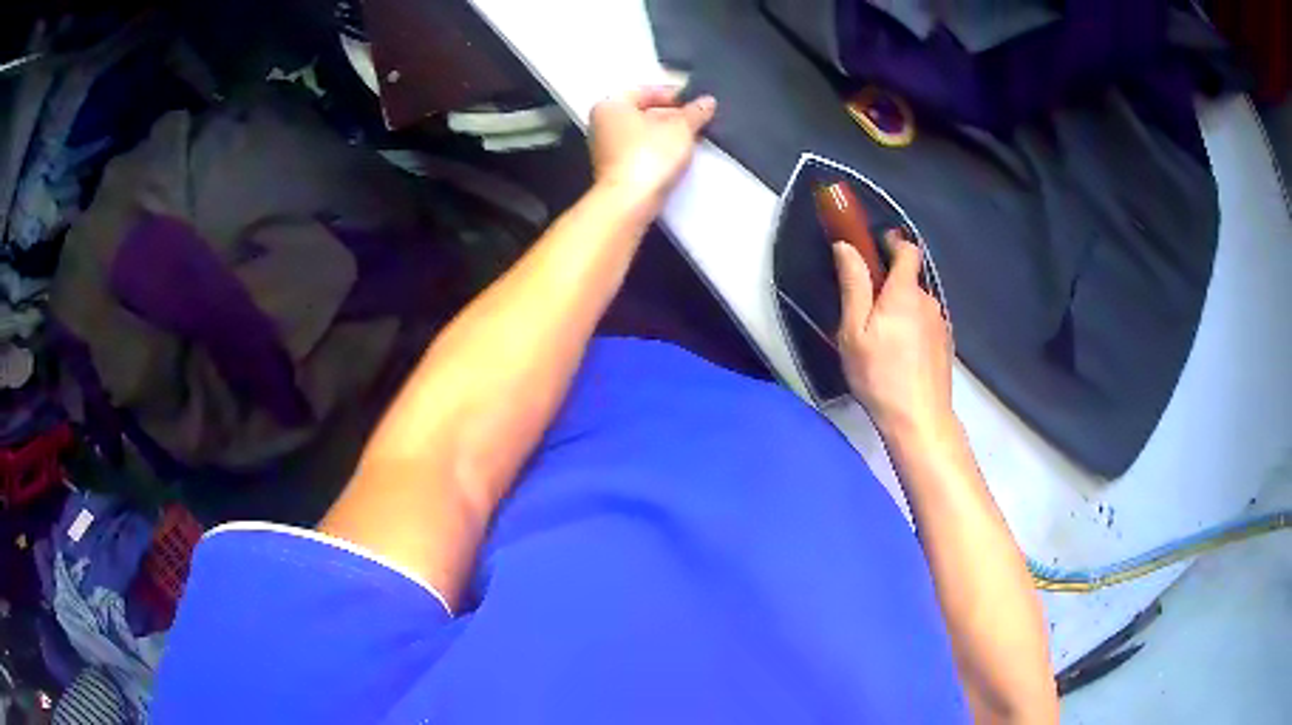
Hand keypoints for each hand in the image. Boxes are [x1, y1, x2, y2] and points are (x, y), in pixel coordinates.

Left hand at [588, 86, 715, 215]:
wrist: (629, 201)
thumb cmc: (649, 155)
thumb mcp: (681, 128)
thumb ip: (696, 112)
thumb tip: (707, 102)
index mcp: (611, 105)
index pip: (645, 91)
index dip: (674, 95)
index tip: (695, 102)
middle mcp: (602, 125)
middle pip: (643, 113)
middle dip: (672, 116)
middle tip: (698, 121)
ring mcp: (605, 150)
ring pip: (642, 134)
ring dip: (667, 134)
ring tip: (693, 138)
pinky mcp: (614, 171)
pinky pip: (640, 152)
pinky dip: (657, 151)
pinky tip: (677, 157)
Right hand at [835, 231, 954, 442]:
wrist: (920, 420)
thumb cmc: (880, 376)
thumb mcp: (854, 331)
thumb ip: (853, 285)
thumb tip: (846, 246)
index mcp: (904, 292)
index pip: (907, 250)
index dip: (893, 243)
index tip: (875, 248)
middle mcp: (928, 301)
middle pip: (909, 280)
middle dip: (889, 287)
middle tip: (866, 315)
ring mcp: (941, 324)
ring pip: (917, 305)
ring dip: (901, 312)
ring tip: (882, 342)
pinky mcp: (945, 346)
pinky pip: (926, 325)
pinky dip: (913, 330)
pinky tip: (900, 357)